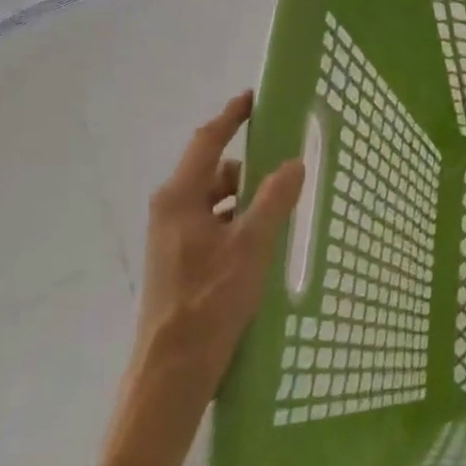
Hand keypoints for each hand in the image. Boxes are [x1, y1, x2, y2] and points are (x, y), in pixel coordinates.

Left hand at [119, 91, 305, 455]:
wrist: (172, 368)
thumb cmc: (210, 301)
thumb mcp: (251, 246)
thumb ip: (274, 200)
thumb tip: (294, 162)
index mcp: (180, 199)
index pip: (207, 142)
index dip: (232, 117)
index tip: (255, 97)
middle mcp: (171, 211)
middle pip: (213, 171)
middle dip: (248, 167)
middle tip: (287, 168)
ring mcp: (173, 237)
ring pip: (215, 200)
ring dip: (246, 197)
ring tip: (281, 210)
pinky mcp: (181, 260)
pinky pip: (214, 223)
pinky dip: (238, 220)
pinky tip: (263, 240)